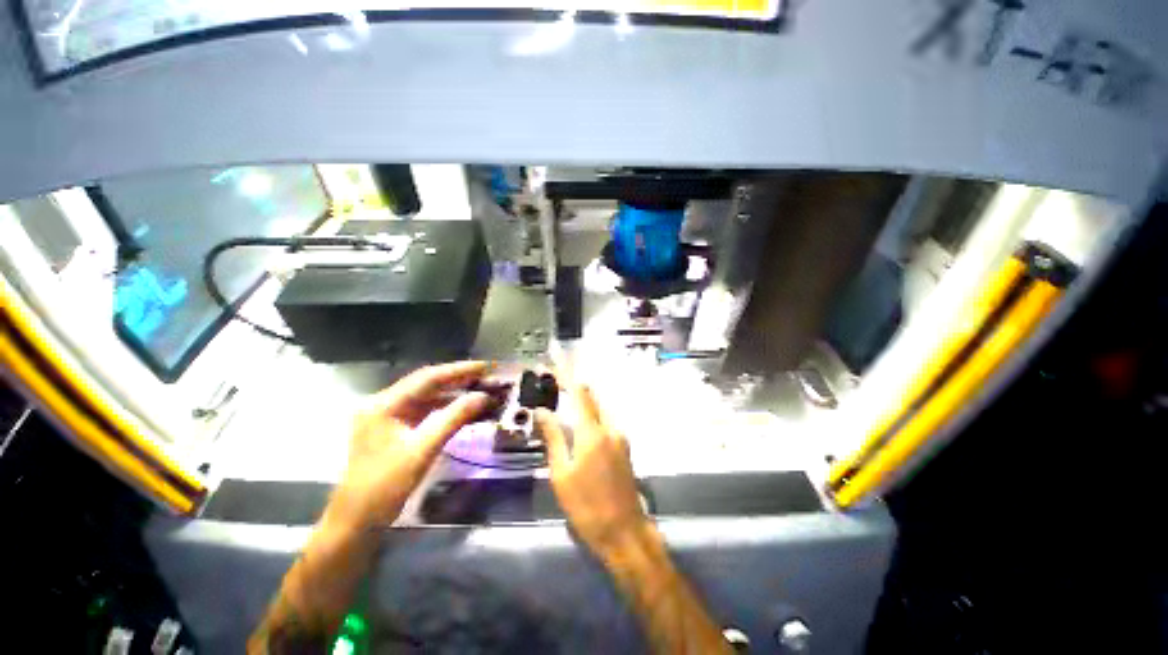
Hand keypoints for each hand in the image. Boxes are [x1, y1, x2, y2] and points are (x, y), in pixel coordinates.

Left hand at [325, 361, 492, 532]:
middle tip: (488, 376)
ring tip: (481, 390)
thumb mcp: (423, 450)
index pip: (428, 378)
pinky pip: (425, 411)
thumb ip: (453, 418)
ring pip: (427, 397)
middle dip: (459, 379)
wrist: (356, 522)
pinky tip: (464, 409)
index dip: (460, 370)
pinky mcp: (394, 429)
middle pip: (427, 384)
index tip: (486, 367)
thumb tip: (483, 397)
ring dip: (454, 394)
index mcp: (384, 405)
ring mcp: (388, 417)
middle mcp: (384, 404)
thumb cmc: (384, 486)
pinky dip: (445, 409)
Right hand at [536, 384, 649, 558]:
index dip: (566, 373)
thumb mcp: (562, 474)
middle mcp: (610, 427)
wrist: (625, 532)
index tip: (554, 359)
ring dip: (581, 400)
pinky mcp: (624, 446)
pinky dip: (590, 414)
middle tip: (552, 380)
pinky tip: (578, 421)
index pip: (579, 392)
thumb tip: (542, 410)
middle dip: (572, 384)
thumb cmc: (587, 506)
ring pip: (598, 408)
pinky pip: (604, 420)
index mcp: (593, 432)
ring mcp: (620, 436)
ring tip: (561, 397)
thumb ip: (553, 437)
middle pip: (591, 396)